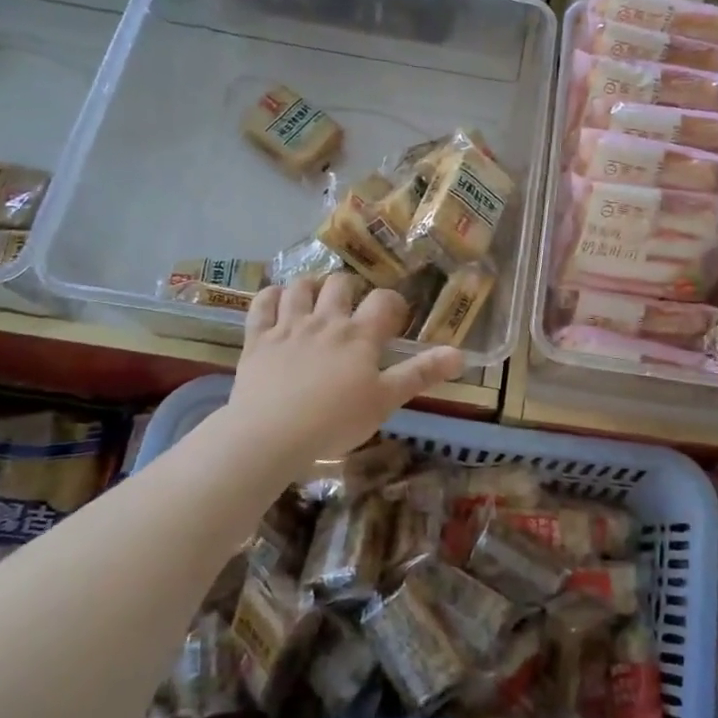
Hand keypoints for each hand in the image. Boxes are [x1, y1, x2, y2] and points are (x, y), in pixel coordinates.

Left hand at [225, 274, 464, 462]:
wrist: (271, 433)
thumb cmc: (336, 420)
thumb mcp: (386, 401)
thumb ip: (420, 374)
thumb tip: (460, 355)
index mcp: (359, 335)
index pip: (383, 301)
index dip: (393, 303)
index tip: (394, 317)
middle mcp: (325, 321)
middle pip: (340, 284)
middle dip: (350, 288)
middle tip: (352, 305)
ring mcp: (288, 327)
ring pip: (300, 287)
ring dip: (310, 286)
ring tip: (316, 296)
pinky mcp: (257, 339)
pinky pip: (261, 304)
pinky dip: (270, 296)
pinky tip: (276, 299)